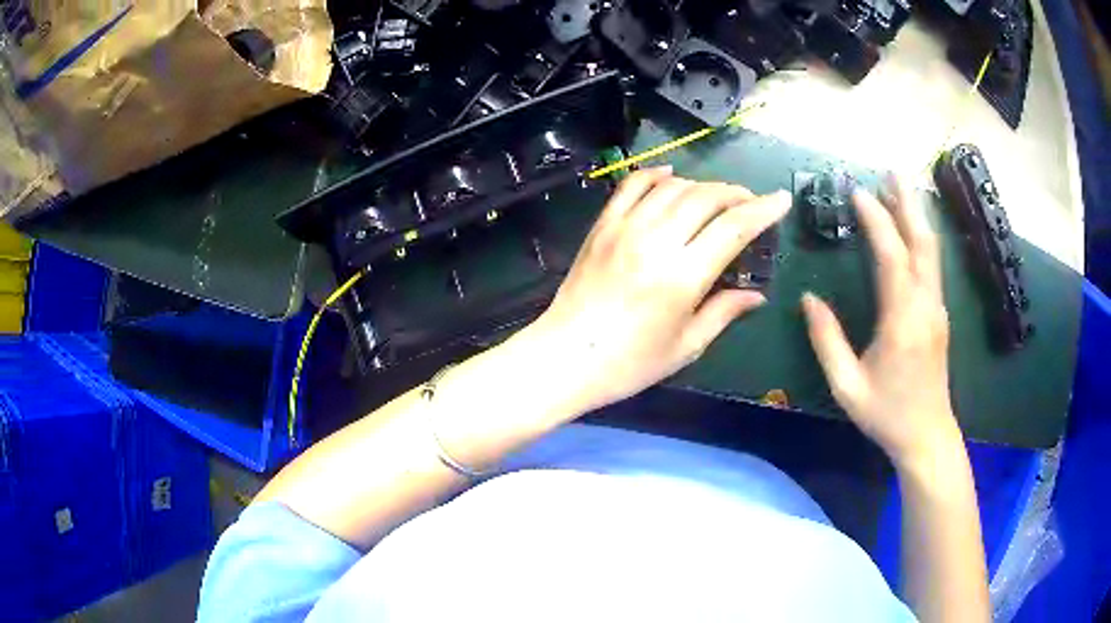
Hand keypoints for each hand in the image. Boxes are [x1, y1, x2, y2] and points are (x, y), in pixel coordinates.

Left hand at [525, 166, 790, 415]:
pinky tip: (672, 177)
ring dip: (703, 185)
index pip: (733, 228)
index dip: (762, 210)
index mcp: (681, 276)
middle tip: (751, 203)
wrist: (564, 358)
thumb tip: (757, 295)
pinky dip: (655, 175)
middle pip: (706, 198)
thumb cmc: (628, 363)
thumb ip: (724, 313)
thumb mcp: (686, 347)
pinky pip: (631, 186)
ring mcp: (624, 228)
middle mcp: (655, 242)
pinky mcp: (602, 226)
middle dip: (736, 194)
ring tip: (719, 197)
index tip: (781, 200)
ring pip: (673, 187)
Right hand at [801, 178, 960, 469]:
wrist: (927, 435)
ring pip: (931, 250)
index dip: (875, 219)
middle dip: (906, 203)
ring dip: (915, 216)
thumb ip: (826, 340)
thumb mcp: (846, 385)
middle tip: (890, 171)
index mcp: (902, 320)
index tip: (856, 192)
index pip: (891, 255)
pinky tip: (910, 229)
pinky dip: (920, 237)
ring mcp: (937, 308)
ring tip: (899, 189)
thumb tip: (808, 298)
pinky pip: (932, 265)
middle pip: (921, 242)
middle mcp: (925, 305)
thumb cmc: (886, 413)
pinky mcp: (939, 315)